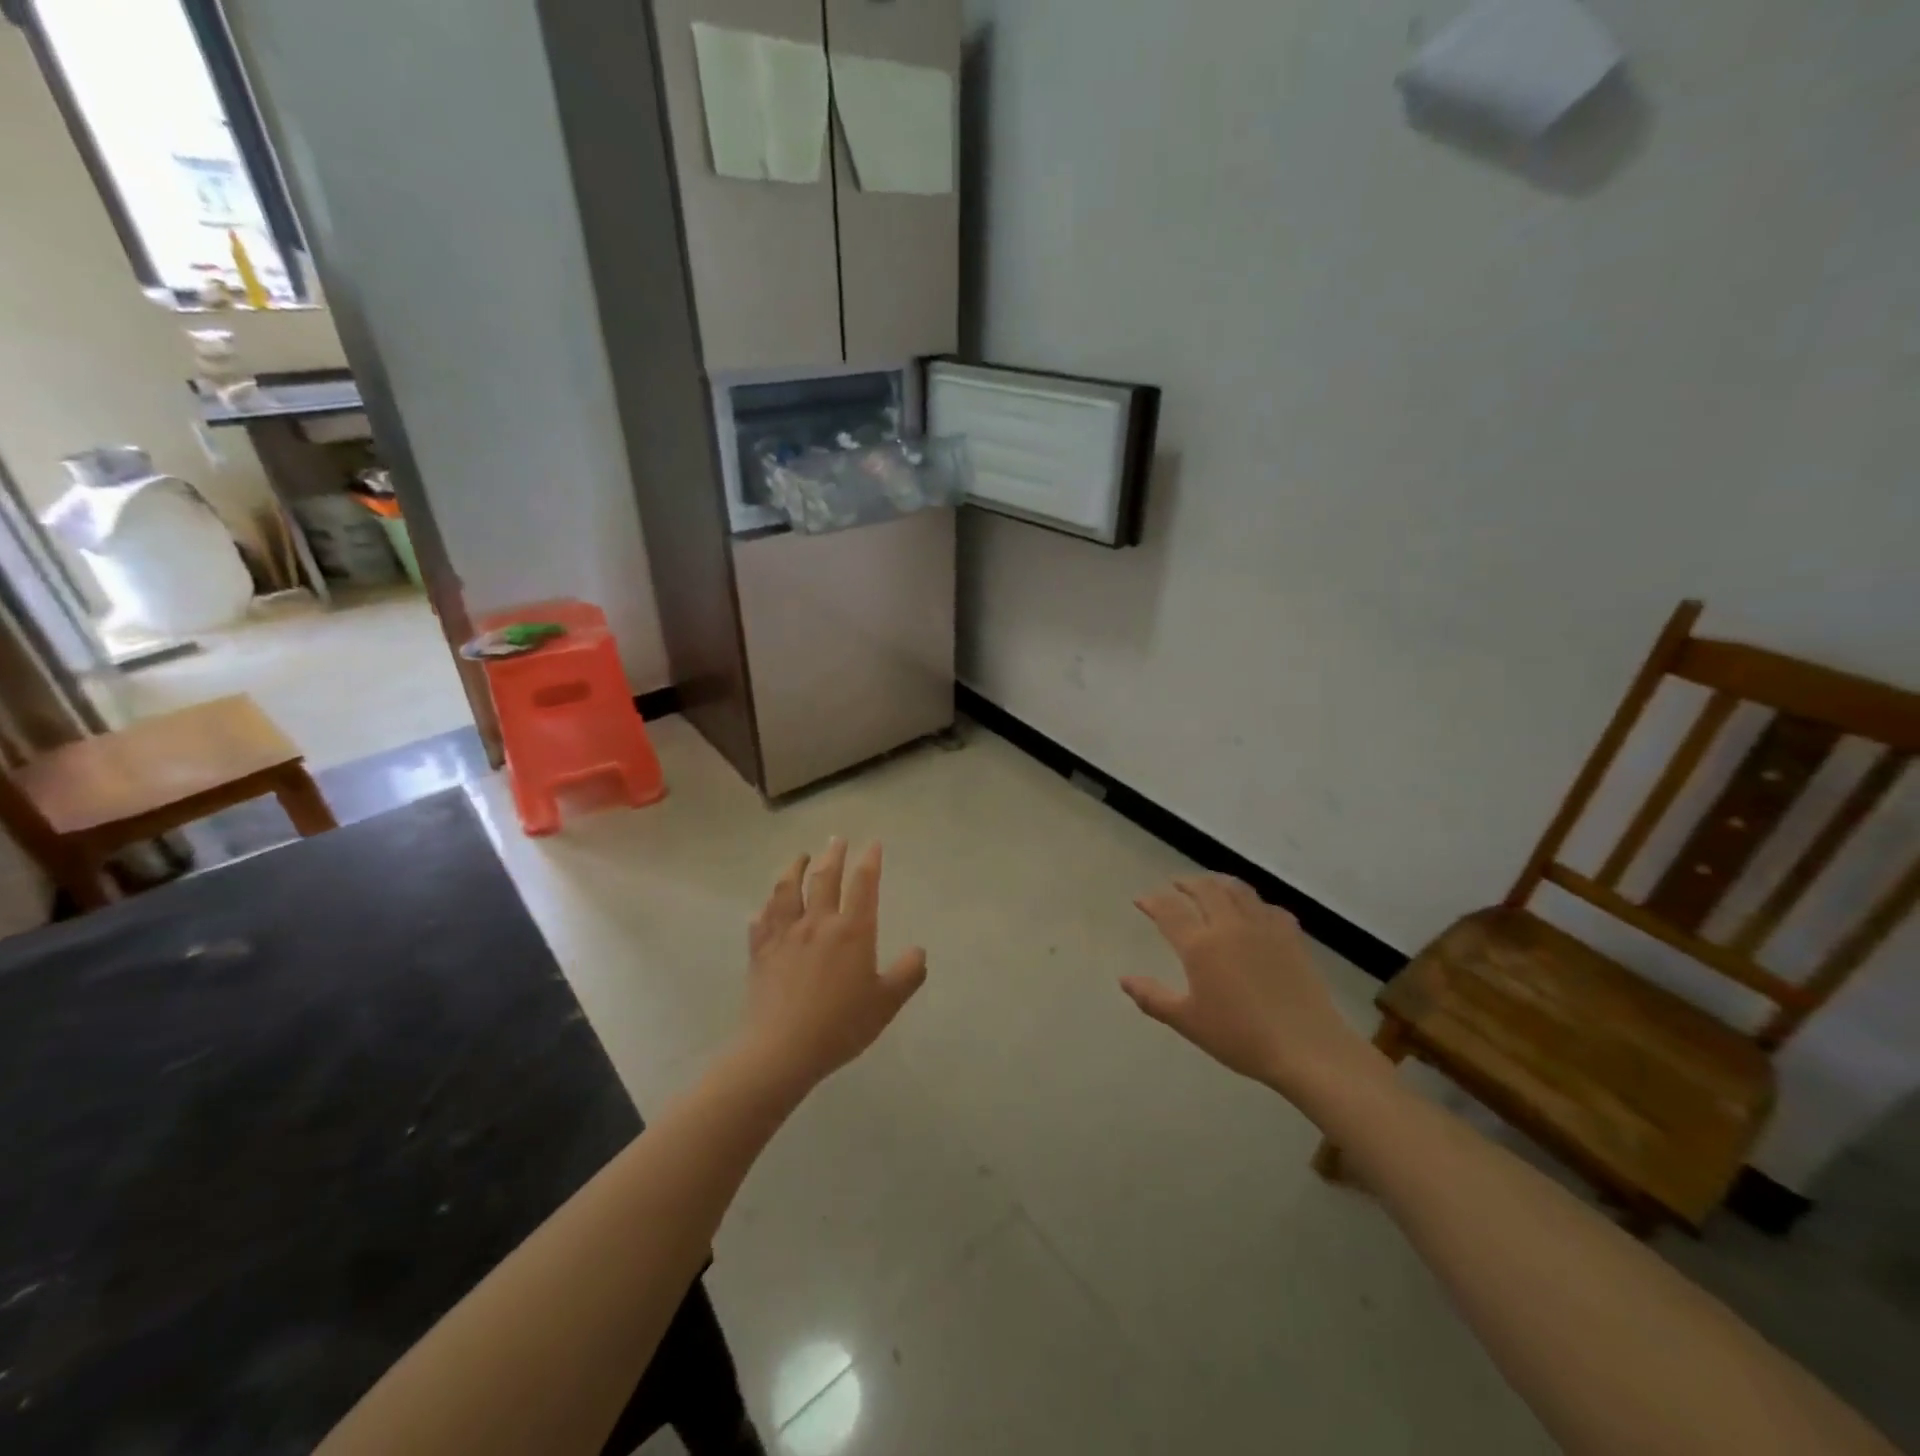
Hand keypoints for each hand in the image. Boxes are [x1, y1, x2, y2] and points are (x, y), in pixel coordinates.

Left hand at [738, 838, 926, 1092]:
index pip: (863, 884)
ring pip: (787, 889)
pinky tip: (768, 906)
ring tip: (800, 857)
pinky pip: (762, 919)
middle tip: (837, 839)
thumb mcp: (886, 1003)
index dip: (870, 860)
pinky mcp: (760, 950)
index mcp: (852, 931)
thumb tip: (919, 951)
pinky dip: (767, 906)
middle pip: (824, 877)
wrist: (782, 1049)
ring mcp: (785, 934)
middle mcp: (818, 922)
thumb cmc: (840, 1026)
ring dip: (794, 868)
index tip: (874, 844)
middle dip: (833, 854)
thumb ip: (907, 974)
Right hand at [1121, 876, 1376, 1096]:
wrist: (1307, 1047)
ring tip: (1208, 885)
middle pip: (1204, 889)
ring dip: (1217, 882)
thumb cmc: (1241, 1037)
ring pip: (1237, 889)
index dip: (1152, 901)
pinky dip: (1252, 901)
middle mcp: (1230, 925)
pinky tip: (1252, 911)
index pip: (1169, 910)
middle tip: (1174, 885)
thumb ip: (1153, 997)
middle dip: (1185, 883)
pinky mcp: (1291, 936)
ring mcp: (1263, 927)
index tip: (1141, 900)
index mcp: (1201, 944)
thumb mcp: (1188, 1022)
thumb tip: (1124, 979)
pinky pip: (1267, 906)